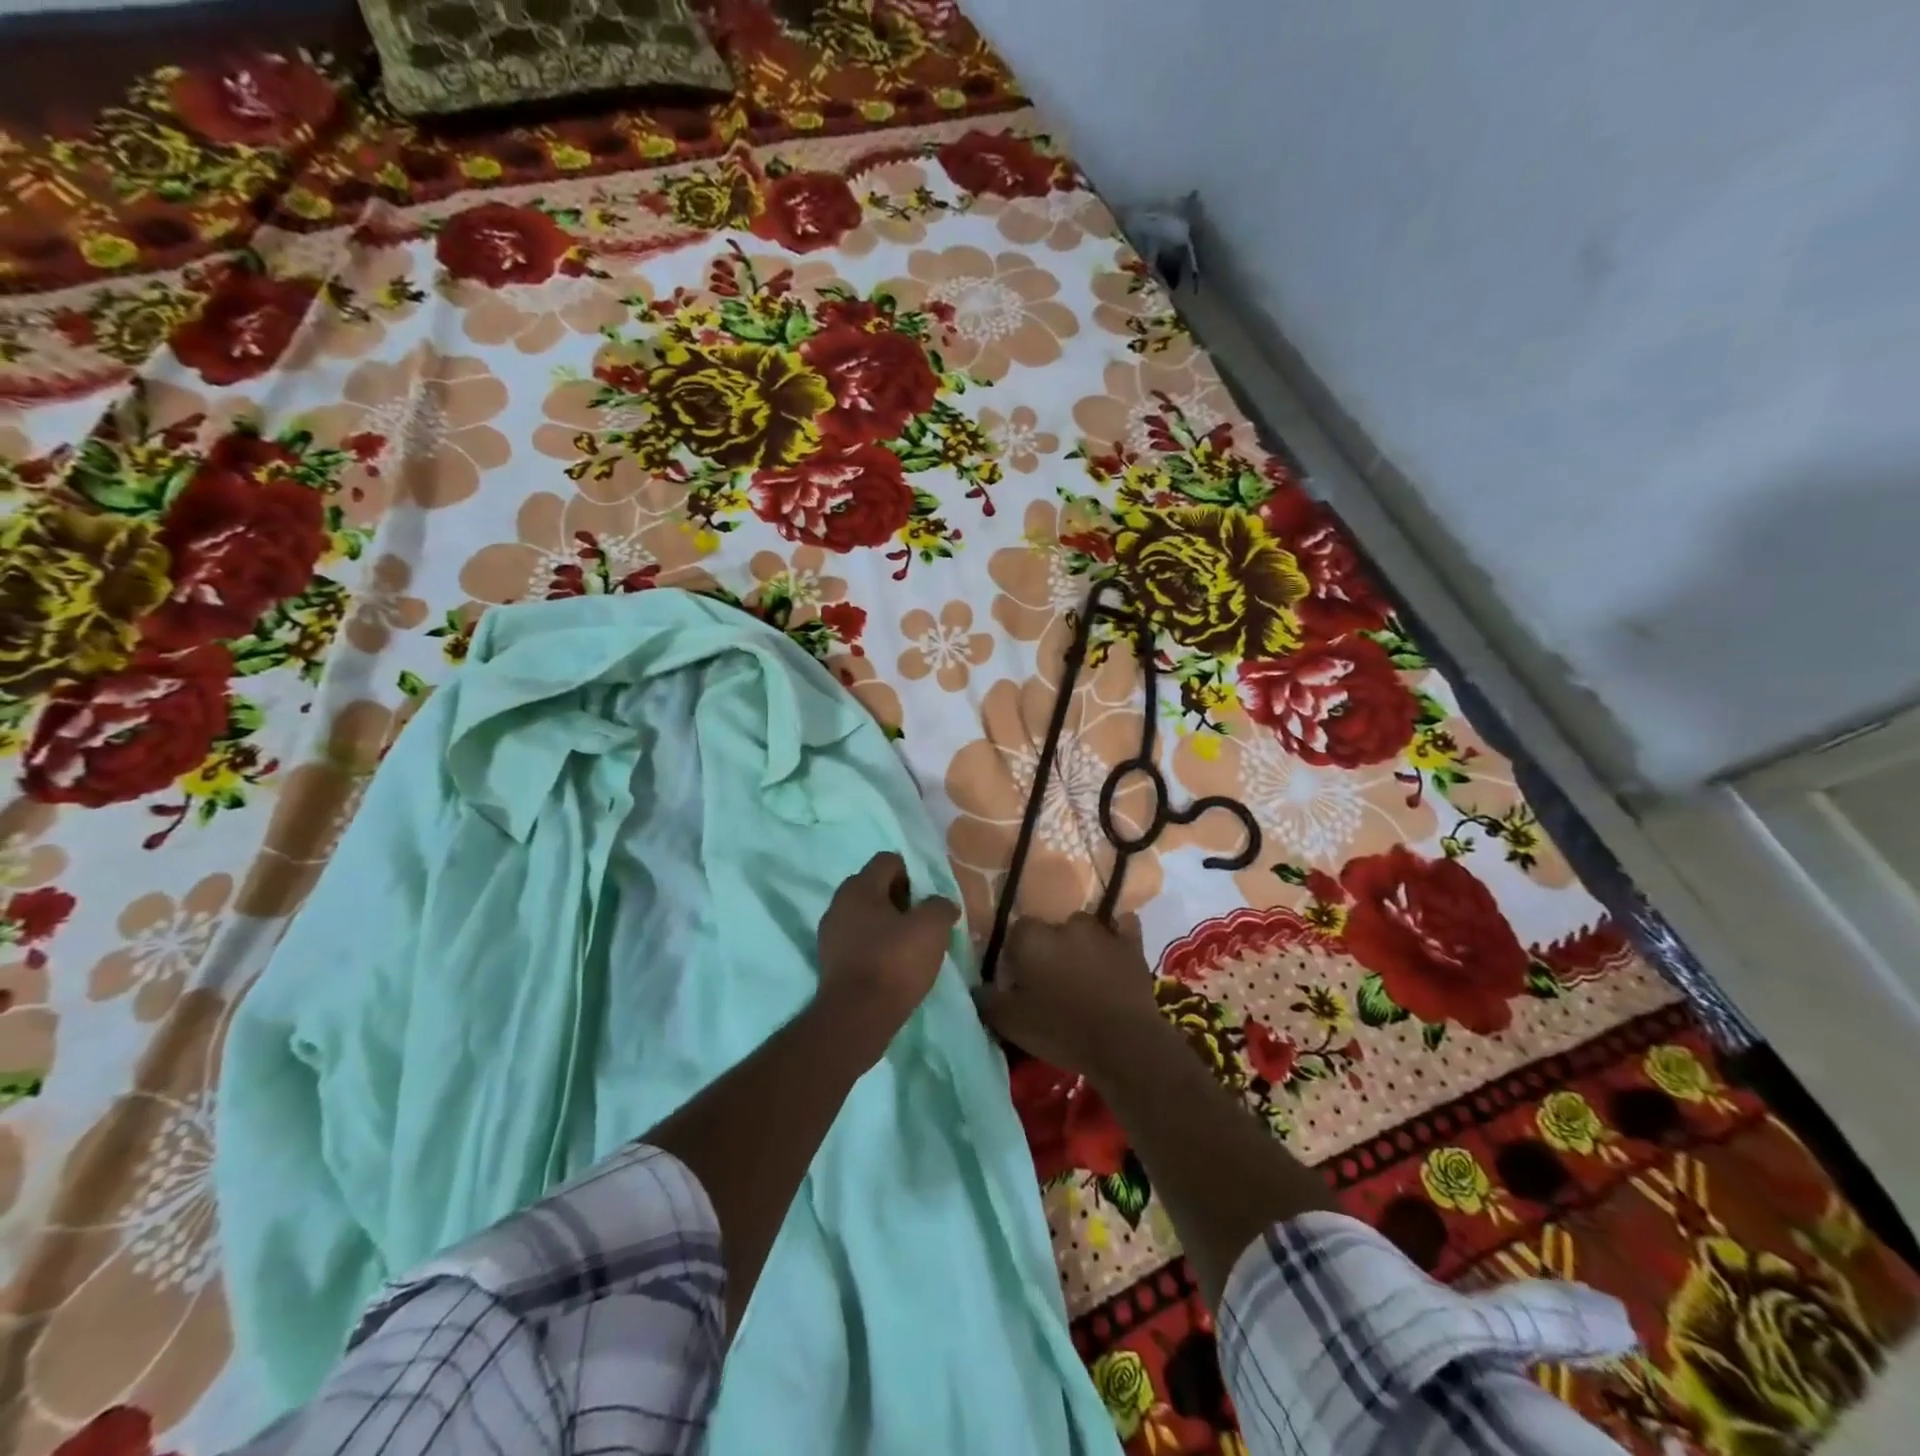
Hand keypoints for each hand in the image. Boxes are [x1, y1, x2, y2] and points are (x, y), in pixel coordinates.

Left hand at [816, 852, 959, 1064]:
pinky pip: (858, 941)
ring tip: (911, 946)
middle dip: (901, 899)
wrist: (856, 1018)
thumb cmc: (894, 962)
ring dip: (888, 925)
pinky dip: (876, 947)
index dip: (913, 873)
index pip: (888, 860)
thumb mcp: (931, 928)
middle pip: (875, 887)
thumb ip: (940, 906)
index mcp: (859, 886)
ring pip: (866, 916)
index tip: (929, 898)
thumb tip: (941, 904)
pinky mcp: (830, 962)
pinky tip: (893, 966)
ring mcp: (830, 934)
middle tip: (924, 920)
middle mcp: (839, 903)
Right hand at [973, 912, 1166, 1085]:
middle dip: (1049, 949)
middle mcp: (1064, 924)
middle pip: (1051, 930)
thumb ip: (987, 999)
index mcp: (1031, 938)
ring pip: (1084, 928)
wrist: (1122, 1042)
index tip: (1020, 979)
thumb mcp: (1010, 1023)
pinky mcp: (1131, 944)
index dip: (1017, 955)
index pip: (1016, 933)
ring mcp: (1101, 931)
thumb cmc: (1060, 1030)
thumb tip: (977, 987)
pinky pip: (1123, 927)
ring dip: (1081, 944)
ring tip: (1083, 974)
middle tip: (1051, 980)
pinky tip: (1114, 951)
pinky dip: (1118, 935)